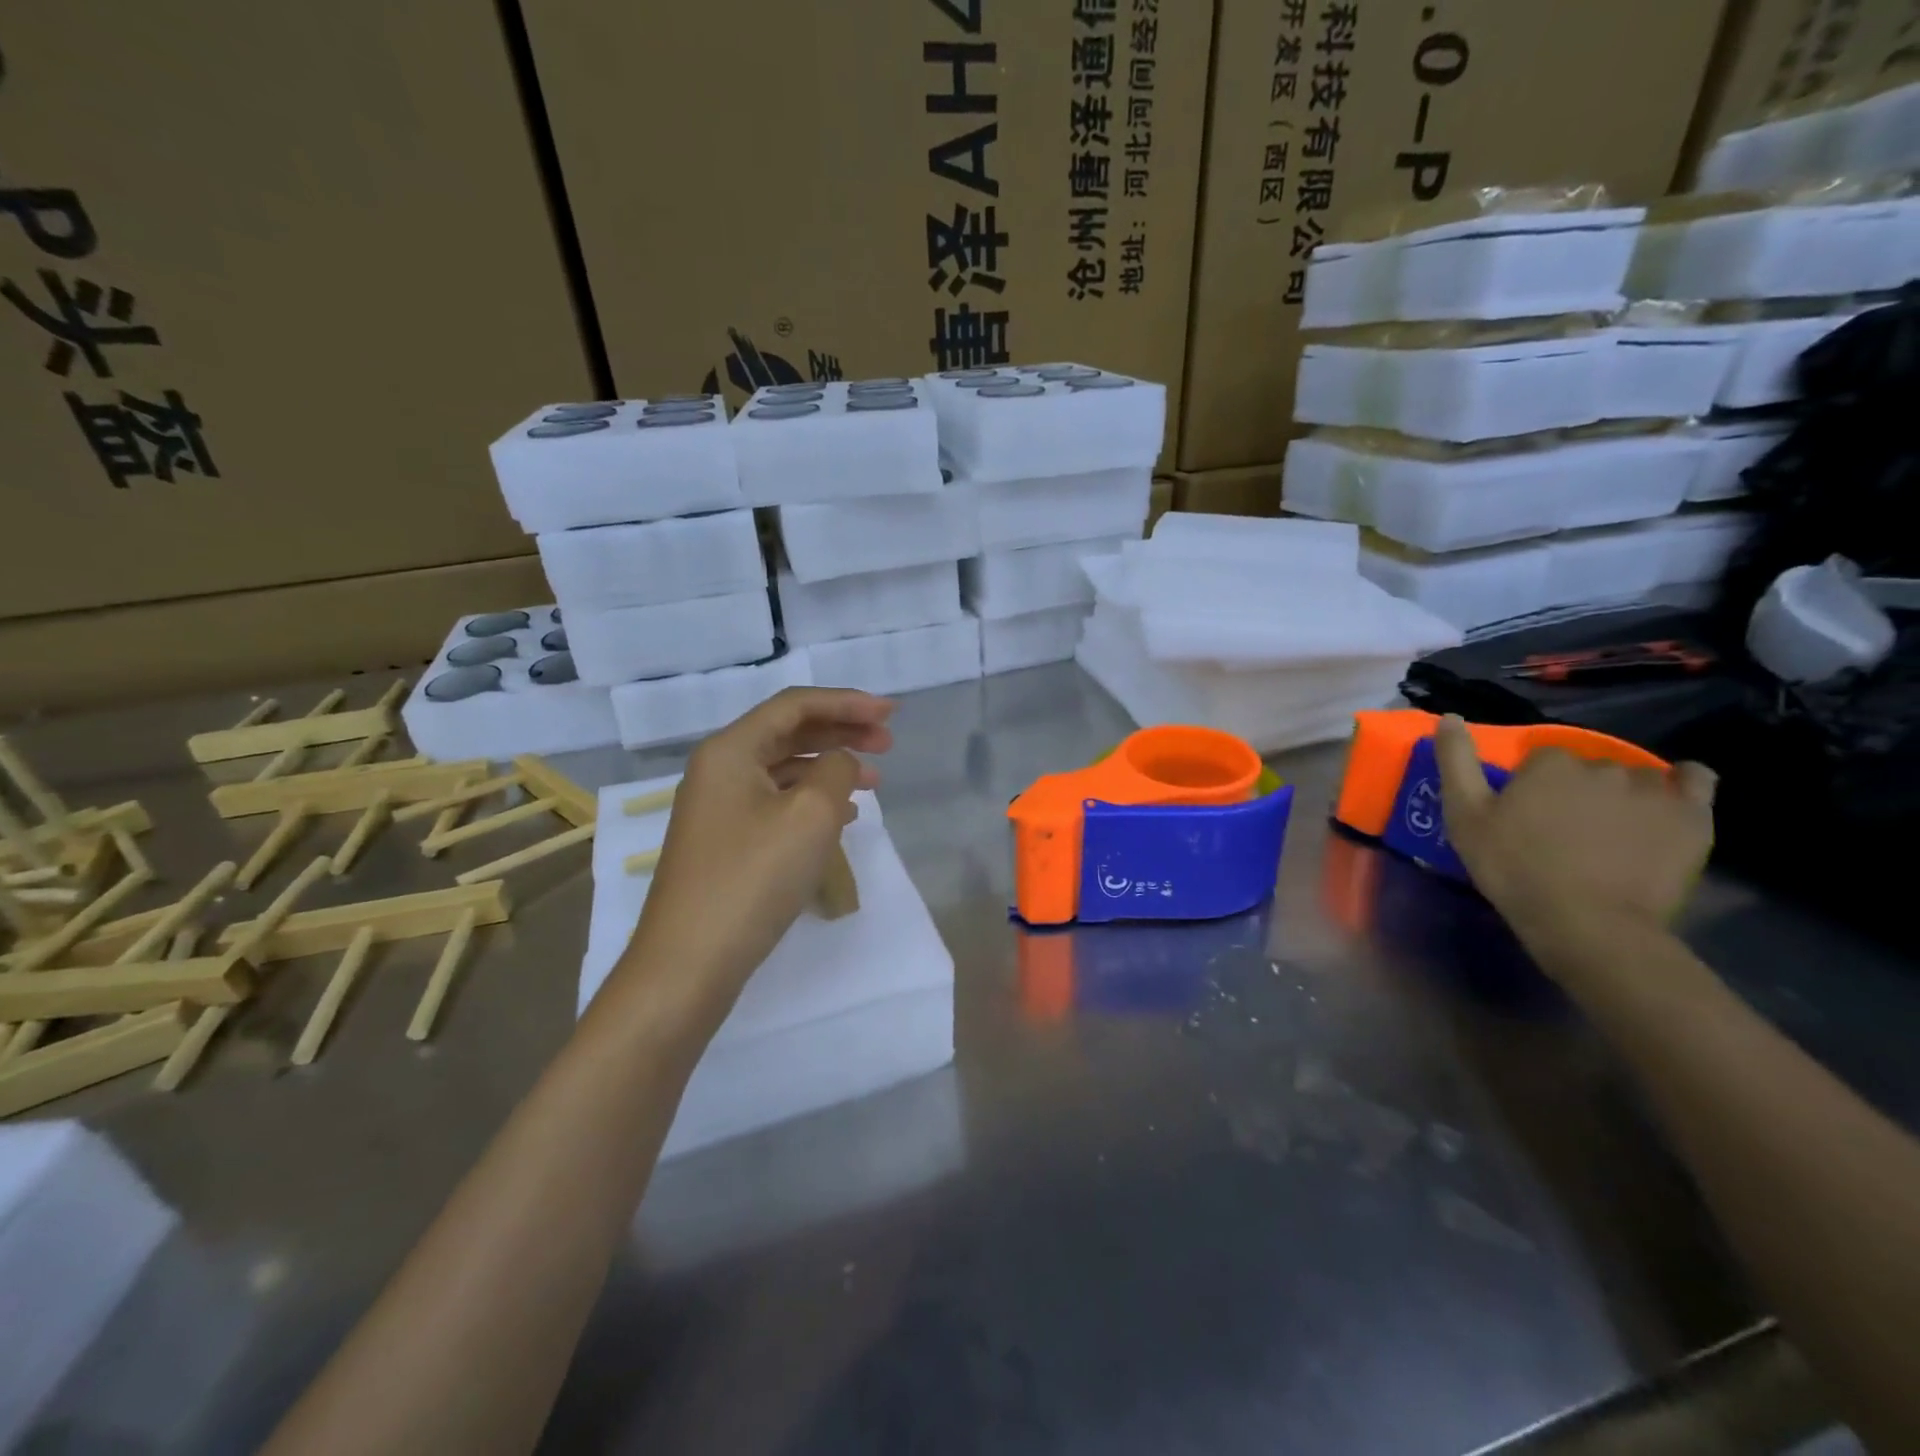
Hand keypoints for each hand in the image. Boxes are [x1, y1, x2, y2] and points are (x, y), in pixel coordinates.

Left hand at [618, 688, 894, 1000]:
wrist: (688, 963)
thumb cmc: (752, 878)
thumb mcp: (810, 815)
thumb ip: (836, 770)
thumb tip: (840, 762)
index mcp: (731, 750)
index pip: (795, 706)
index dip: (847, 702)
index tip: (891, 714)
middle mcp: (719, 770)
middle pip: (789, 733)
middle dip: (841, 731)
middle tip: (888, 742)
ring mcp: (719, 810)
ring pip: (785, 770)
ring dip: (831, 767)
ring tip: (874, 780)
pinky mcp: (726, 844)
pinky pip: (777, 804)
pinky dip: (814, 801)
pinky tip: (843, 817)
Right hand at [1434, 714, 1716, 947]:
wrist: (1587, 922)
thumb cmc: (1514, 868)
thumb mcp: (1464, 817)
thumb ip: (1455, 762)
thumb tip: (1450, 717)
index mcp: (1549, 764)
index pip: (1541, 759)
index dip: (1531, 785)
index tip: (1526, 814)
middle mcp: (1603, 766)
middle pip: (1588, 768)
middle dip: (1577, 789)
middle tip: (1564, 828)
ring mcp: (1653, 789)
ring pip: (1635, 776)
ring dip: (1623, 792)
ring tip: (1612, 828)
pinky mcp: (1692, 815)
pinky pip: (1696, 779)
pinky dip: (1682, 783)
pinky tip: (1667, 801)